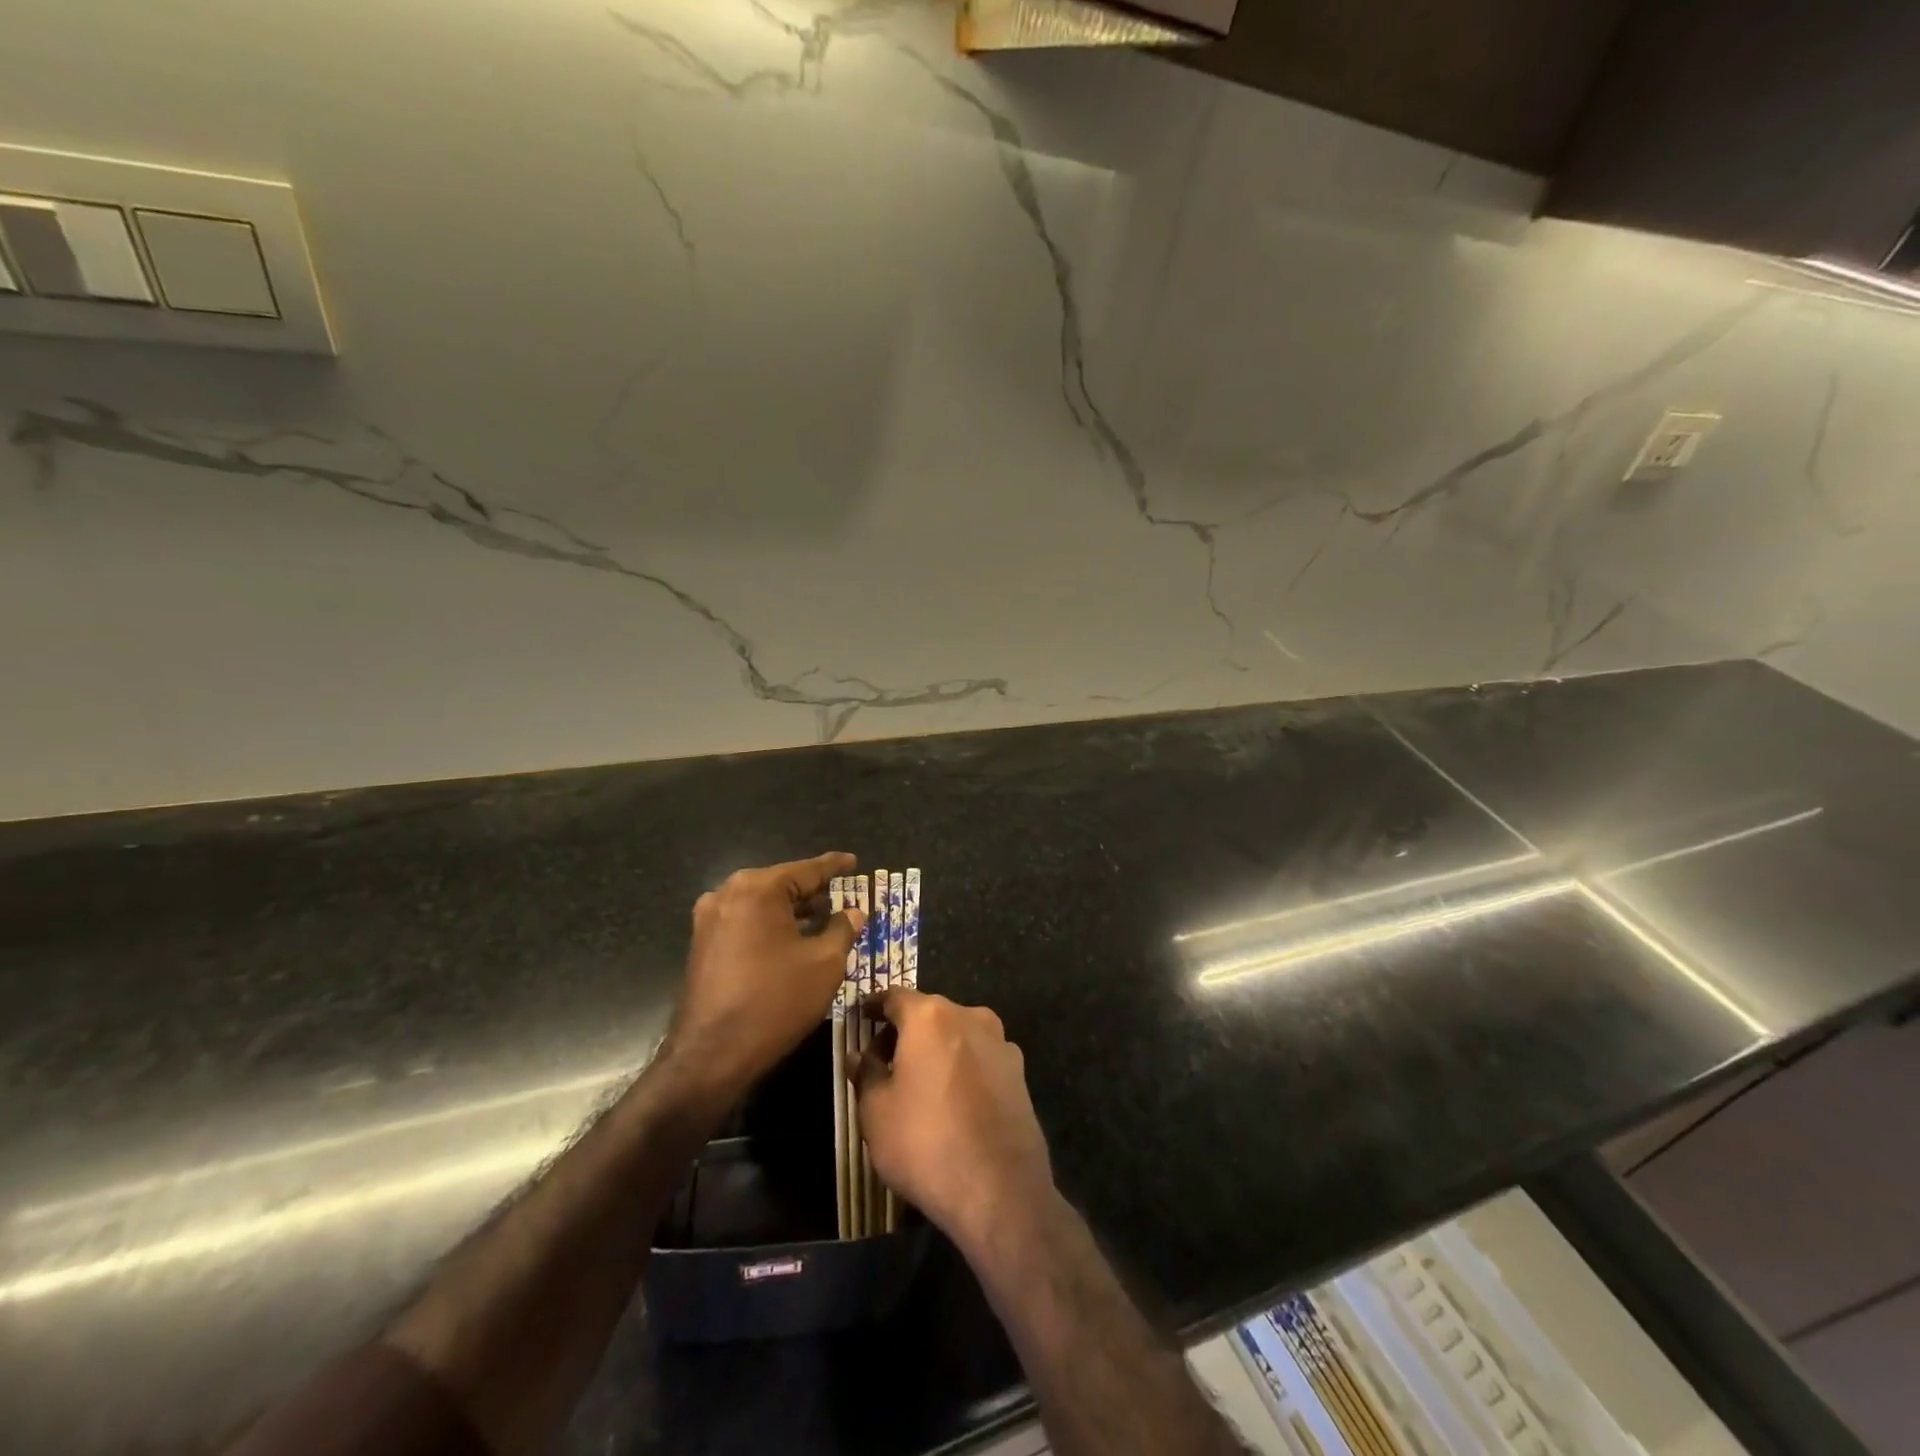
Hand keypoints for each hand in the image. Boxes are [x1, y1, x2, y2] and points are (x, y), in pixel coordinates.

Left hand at [668, 853, 865, 1100]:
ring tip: (823, 917)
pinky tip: (793, 940)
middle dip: (813, 891)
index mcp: (757, 889)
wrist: (712, 1055)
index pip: (806, 870)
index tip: (853, 861)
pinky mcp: (702, 944)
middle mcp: (727, 894)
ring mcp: (709, 919)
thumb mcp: (825, 963)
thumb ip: (843, 929)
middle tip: (843, 894)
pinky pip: (745, 923)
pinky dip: (771, 926)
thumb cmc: (776, 1001)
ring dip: (791, 911)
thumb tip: (853, 912)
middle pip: (781, 885)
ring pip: (762, 905)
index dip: (834, 867)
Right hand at [852, 989, 1054, 1253]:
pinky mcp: (1019, 1072)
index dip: (875, 1006)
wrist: (1000, 1189)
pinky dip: (962, 1066)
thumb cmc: (926, 1143)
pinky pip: (980, 1057)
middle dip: (904, 1030)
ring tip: (919, 1083)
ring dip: (936, 1048)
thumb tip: (858, 1056)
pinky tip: (953, 1100)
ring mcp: (1001, 1043)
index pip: (895, 996)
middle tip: (883, 1060)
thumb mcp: (876, 1112)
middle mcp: (969, 1016)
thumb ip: (866, 1074)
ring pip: (958, 1033)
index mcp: (930, 1016)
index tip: (861, 1017)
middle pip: (929, 1012)